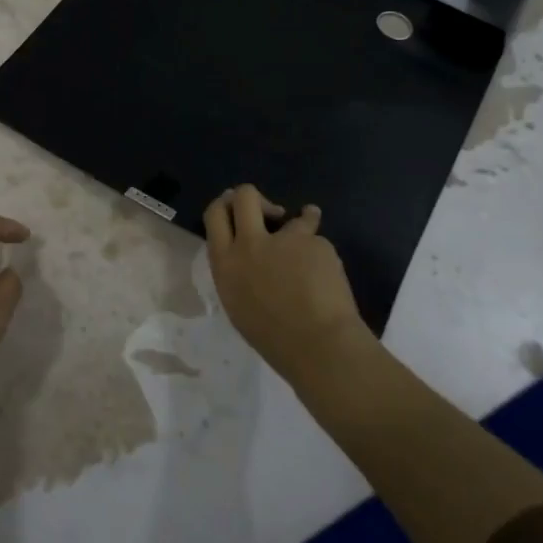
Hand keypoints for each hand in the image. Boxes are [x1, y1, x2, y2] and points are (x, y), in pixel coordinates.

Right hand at [205, 185, 374, 387]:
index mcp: (226, 263)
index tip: (235, 209)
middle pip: (245, 195)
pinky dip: (320, 251)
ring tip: (308, 227)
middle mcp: (250, 243)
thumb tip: (245, 256)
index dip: (225, 205)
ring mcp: (284, 240)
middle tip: (268, 213)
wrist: (319, 347)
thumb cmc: (273, 339)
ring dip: (300, 220)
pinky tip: (327, 270)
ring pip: (291, 215)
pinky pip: (316, 239)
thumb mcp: (237, 304)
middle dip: (255, 197)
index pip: (215, 214)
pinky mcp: (314, 242)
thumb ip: (237, 271)